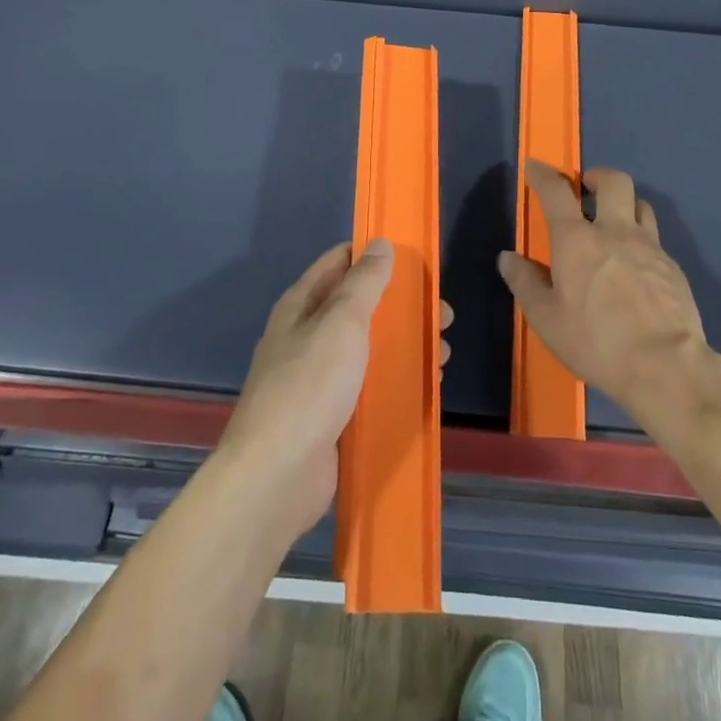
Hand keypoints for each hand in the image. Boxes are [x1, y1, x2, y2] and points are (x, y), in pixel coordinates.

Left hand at [218, 240, 453, 541]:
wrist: (277, 477)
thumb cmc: (309, 387)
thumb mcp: (341, 323)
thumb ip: (364, 283)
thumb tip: (381, 244)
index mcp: (302, 306)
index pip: (339, 262)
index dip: (374, 255)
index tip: (415, 259)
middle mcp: (308, 336)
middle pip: (361, 307)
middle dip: (402, 306)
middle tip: (443, 314)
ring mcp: (320, 378)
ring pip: (370, 348)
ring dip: (406, 345)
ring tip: (443, 353)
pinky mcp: (334, 415)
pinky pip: (371, 387)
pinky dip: (398, 381)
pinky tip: (427, 386)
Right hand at [499, 162, 711, 425]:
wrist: (665, 366)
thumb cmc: (596, 341)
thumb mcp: (547, 319)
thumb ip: (526, 283)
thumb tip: (508, 257)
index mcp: (577, 240)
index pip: (556, 192)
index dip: (543, 175)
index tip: (535, 167)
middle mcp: (615, 231)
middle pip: (613, 181)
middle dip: (597, 175)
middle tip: (586, 186)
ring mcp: (649, 247)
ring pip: (641, 204)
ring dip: (625, 203)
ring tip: (615, 220)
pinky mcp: (673, 267)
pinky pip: (655, 239)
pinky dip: (642, 240)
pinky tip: (637, 265)